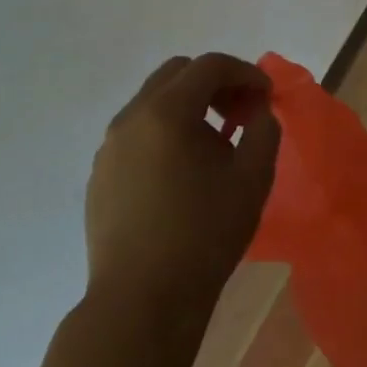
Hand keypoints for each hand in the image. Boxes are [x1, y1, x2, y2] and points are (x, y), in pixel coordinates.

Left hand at [84, 52, 279, 312]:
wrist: (141, 301)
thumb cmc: (204, 234)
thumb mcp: (252, 177)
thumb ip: (263, 130)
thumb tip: (257, 112)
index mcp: (166, 112)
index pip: (210, 65)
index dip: (245, 73)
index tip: (266, 98)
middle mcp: (131, 118)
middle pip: (177, 74)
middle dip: (215, 84)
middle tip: (240, 114)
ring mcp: (109, 147)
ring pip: (153, 102)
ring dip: (189, 107)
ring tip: (214, 145)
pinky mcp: (99, 175)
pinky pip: (137, 133)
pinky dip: (165, 132)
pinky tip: (183, 171)